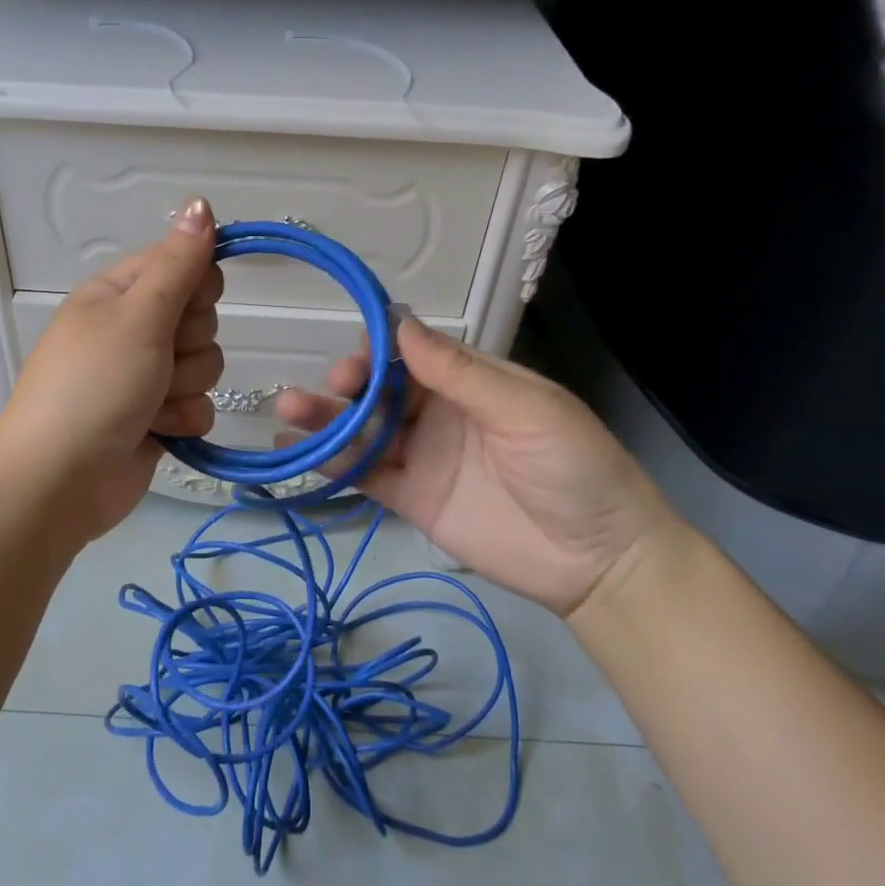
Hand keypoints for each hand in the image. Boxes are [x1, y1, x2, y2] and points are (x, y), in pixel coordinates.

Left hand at [0, 198, 223, 542]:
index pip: (183, 264)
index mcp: (118, 293)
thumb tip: (201, 202)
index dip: (196, 286)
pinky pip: (199, 405)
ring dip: (185, 387)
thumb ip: (178, 263)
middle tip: (157, 360)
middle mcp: (133, 329)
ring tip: (149, 404)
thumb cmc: (94, 386)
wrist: (59, 481)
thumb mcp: (138, 315)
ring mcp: (146, 376)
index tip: (186, 306)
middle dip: (188, 344)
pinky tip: (157, 431)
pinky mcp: (158, 418)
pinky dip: (183, 419)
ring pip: (205, 364)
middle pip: (201, 317)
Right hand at [274, 315, 688, 616]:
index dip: (382, 347)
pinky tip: (293, 450)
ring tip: (287, 410)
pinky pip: (364, 474)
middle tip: (335, 385)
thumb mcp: (525, 410)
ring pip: (364, 429)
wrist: (597, 561)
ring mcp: (421, 456)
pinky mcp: (410, 498)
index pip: (413, 353)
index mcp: (470, 382)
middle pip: (381, 389)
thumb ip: (459, 372)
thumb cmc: (574, 468)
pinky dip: (329, 462)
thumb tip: (400, 324)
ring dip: (325, 418)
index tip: (360, 351)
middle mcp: (438, 412)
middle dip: (351, 383)